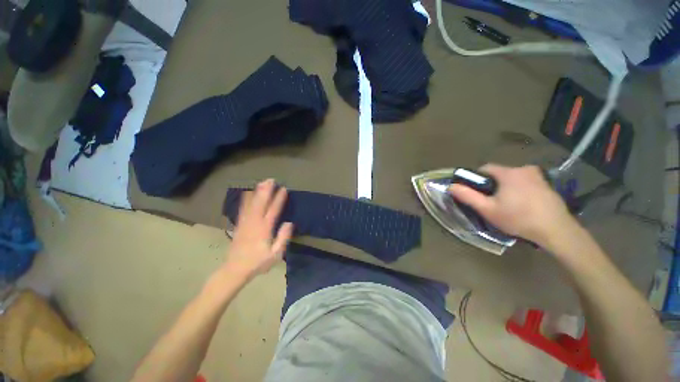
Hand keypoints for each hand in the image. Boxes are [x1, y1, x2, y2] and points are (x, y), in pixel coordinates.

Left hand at [225, 179, 293, 278]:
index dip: (279, 199)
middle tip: (271, 179)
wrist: (235, 269)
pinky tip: (247, 193)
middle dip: (266, 190)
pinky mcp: (239, 225)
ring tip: (261, 182)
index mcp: (265, 229)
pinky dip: (246, 199)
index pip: (273, 210)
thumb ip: (283, 238)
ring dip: (257, 192)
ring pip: (251, 204)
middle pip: (261, 203)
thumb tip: (289, 223)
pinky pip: (243, 209)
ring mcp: (245, 223)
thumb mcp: (275, 254)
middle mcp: (254, 223)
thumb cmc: (258, 262)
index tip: (283, 189)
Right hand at [448, 164, 573, 245]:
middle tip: (493, 202)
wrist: (556, 231)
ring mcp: (538, 176)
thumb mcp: (487, 209)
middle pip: (499, 174)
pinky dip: (520, 190)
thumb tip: (451, 186)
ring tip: (508, 205)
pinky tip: (523, 205)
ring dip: (506, 187)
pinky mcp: (547, 184)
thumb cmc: (518, 218)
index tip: (477, 193)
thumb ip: (467, 196)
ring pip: (513, 178)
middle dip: (492, 185)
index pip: (485, 168)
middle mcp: (524, 169)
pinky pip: (525, 182)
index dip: (477, 179)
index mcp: (508, 173)